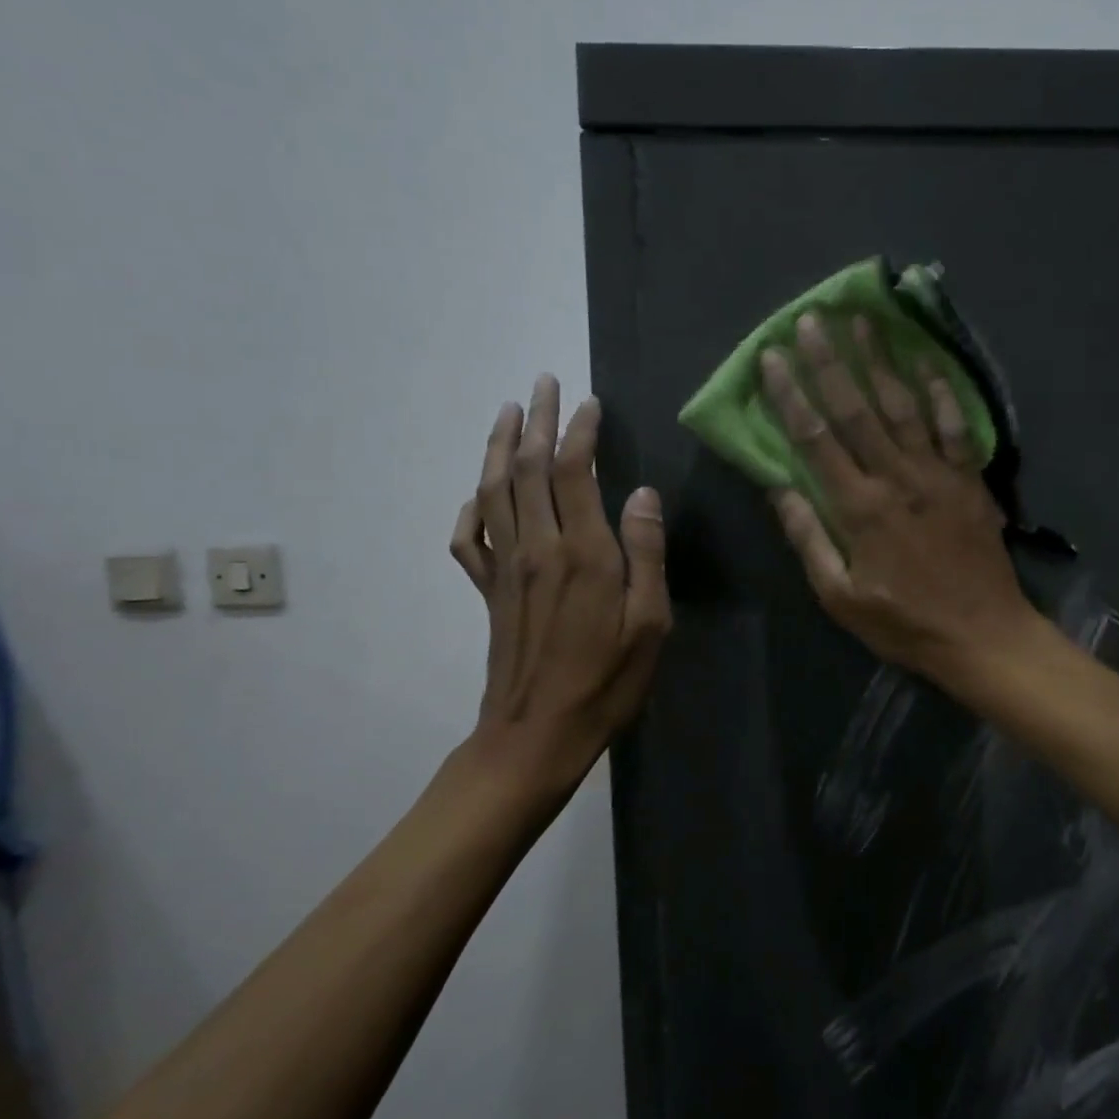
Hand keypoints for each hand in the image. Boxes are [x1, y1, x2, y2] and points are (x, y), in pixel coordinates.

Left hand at [450, 375, 670, 793]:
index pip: (576, 472)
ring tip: (507, 412)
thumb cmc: (606, 682)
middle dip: (537, 421)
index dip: (581, 432)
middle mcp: (537, 548)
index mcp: (582, 553)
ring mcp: (505, 569)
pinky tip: (476, 495)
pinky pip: (468, 540)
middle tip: (542, 383)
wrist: (535, 736)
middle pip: (529, 469)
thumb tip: (643, 493)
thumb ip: (647, 553)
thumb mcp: (650, 623)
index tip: (590, 402)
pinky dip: (469, 509)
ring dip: (499, 447)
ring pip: (494, 491)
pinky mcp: (487, 592)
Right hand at [760, 313, 1037, 683]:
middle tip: (812, 319)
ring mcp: (938, 473)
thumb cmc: (904, 622)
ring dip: (881, 361)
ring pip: (904, 406)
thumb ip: (809, 539)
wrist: (983, 636)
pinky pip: (956, 425)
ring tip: (863, 321)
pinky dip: (941, 391)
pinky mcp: (969, 479)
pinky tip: (926, 360)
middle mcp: (897, 478)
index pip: (816, 440)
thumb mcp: (840, 597)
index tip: (773, 358)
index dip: (791, 396)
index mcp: (859, 508)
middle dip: (830, 362)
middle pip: (857, 410)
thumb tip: (778, 487)